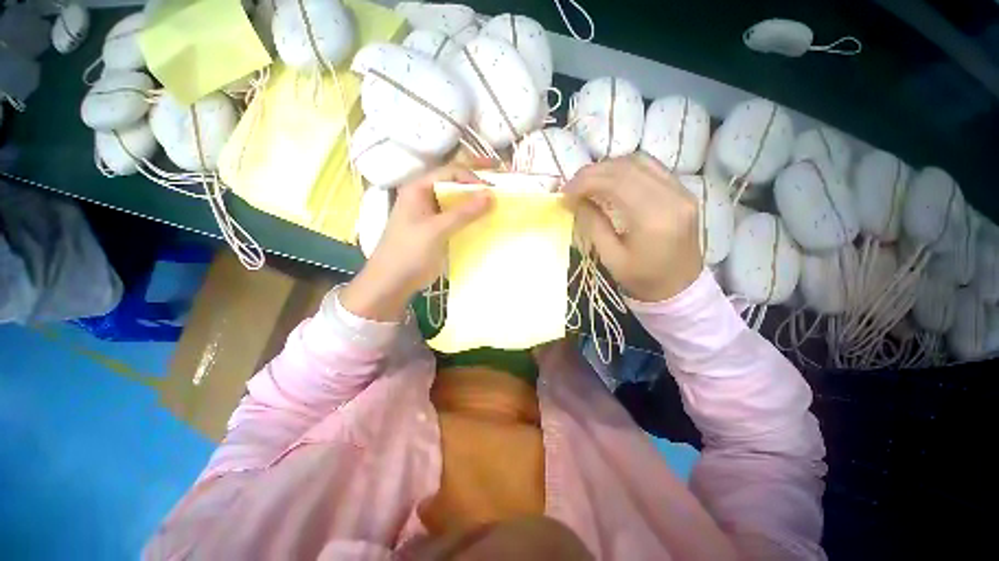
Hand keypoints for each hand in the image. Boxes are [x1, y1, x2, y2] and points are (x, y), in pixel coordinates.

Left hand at [340, 166, 492, 321]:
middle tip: (500, 188)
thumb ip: (463, 212)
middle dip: (476, 186)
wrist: (392, 282)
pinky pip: (457, 218)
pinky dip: (470, 218)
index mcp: (419, 189)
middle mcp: (425, 197)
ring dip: (475, 203)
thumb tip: (491, 195)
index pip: (450, 173)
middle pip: (454, 185)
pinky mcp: (437, 229)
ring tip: (497, 205)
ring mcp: (431, 214)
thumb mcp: (436, 230)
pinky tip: (485, 222)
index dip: (472, 178)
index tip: (493, 189)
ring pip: (457, 202)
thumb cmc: (409, 252)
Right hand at [563, 153, 702, 301]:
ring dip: (609, 167)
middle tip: (572, 186)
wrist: (680, 288)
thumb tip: (575, 200)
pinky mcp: (683, 191)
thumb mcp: (611, 258)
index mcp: (653, 219)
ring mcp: (681, 191)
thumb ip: (593, 225)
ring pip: (640, 161)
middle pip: (627, 167)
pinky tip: (610, 181)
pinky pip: (651, 168)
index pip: (616, 182)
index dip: (586, 181)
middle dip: (593, 172)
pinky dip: (625, 169)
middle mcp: (672, 197)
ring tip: (588, 183)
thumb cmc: (643, 279)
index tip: (564, 192)